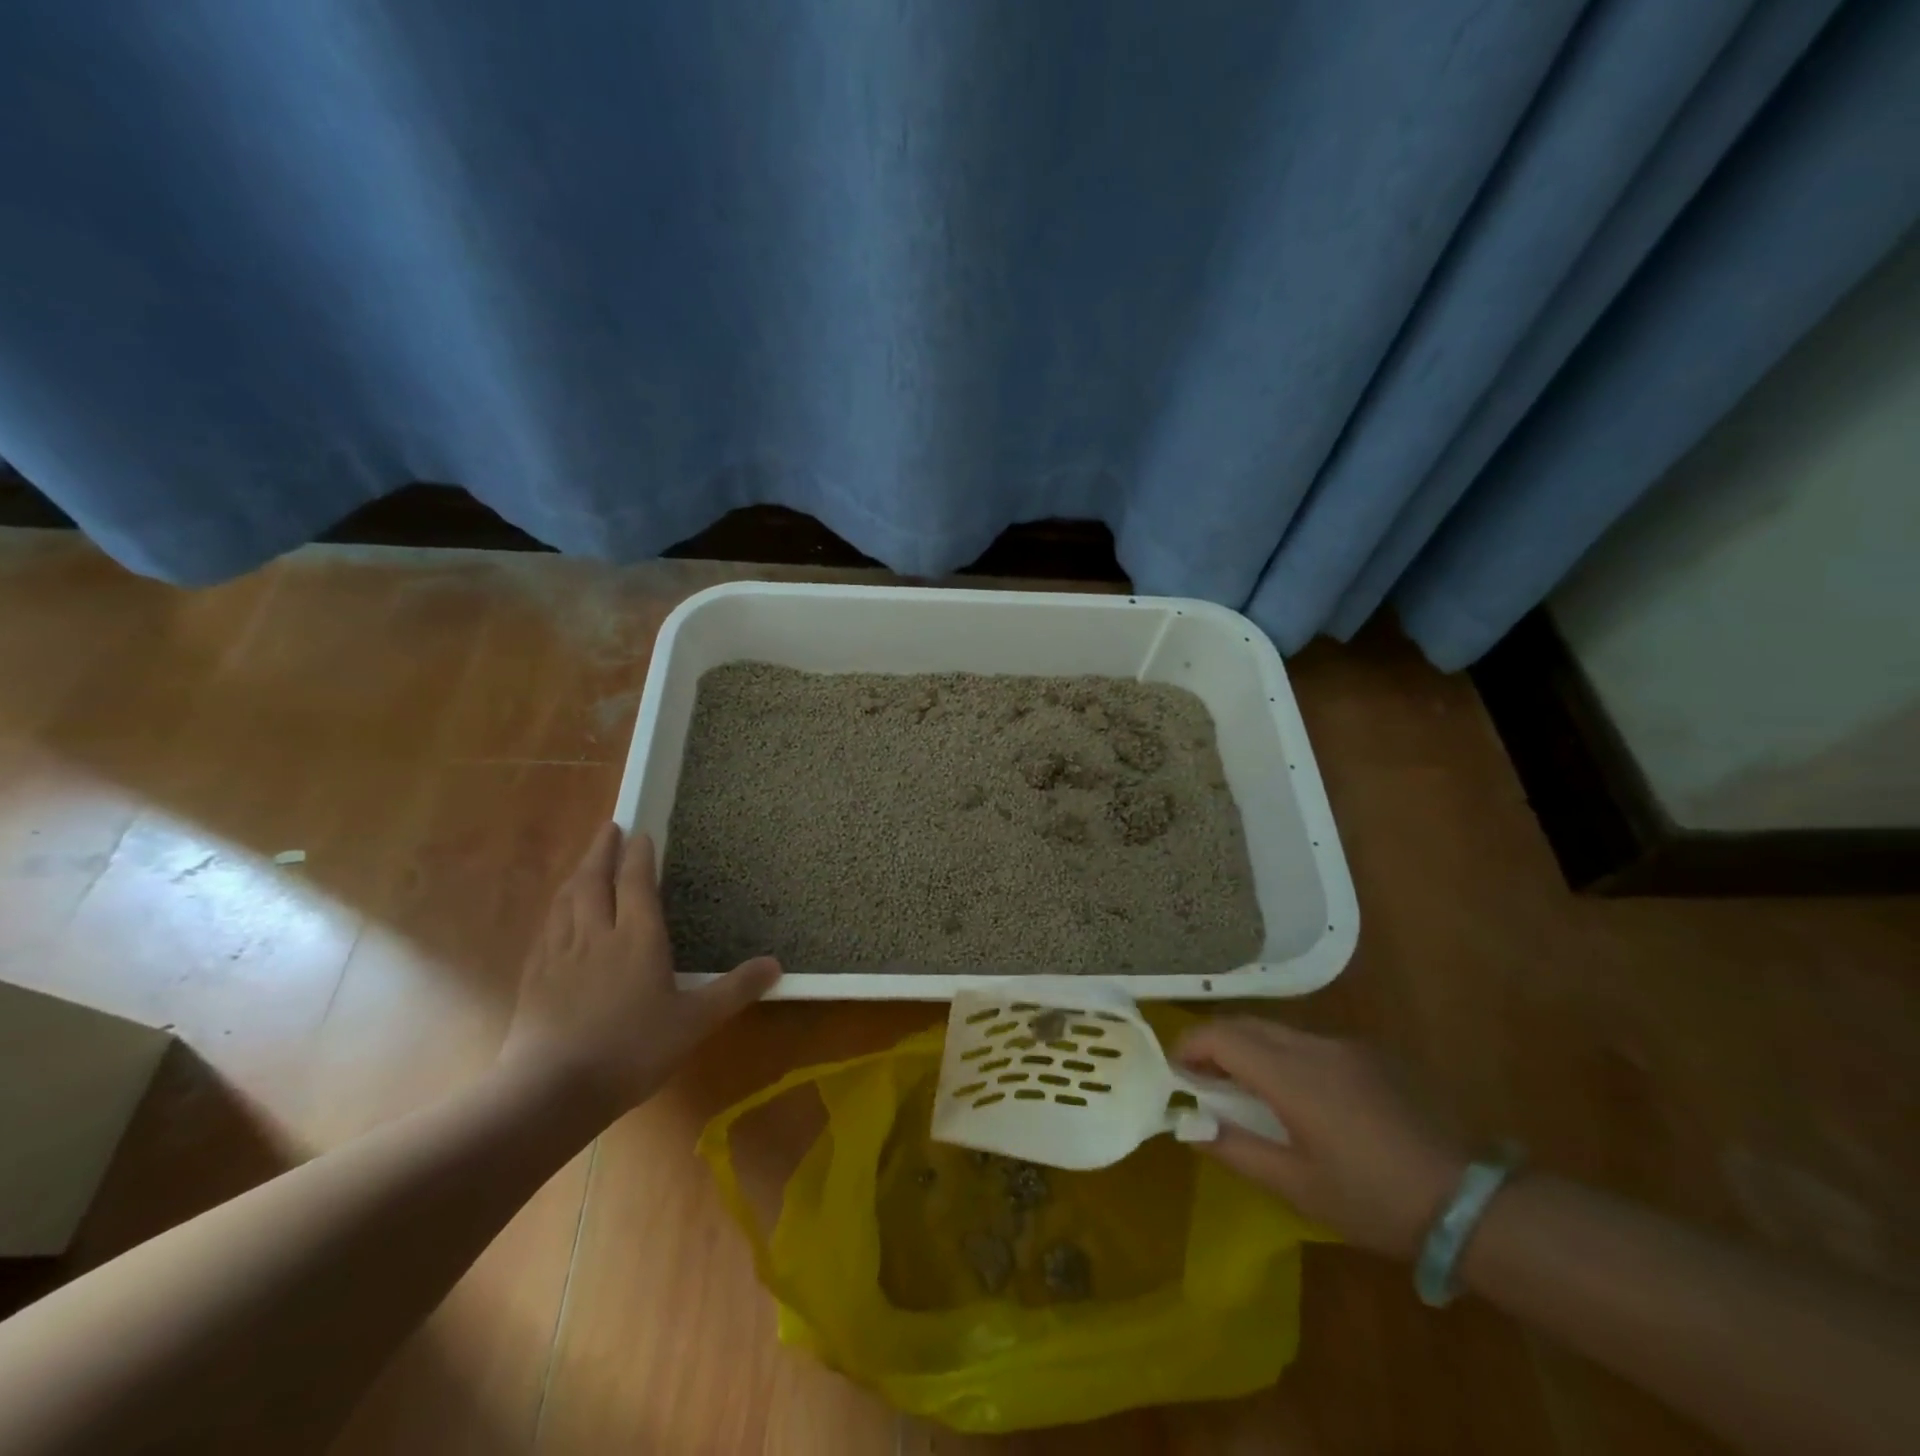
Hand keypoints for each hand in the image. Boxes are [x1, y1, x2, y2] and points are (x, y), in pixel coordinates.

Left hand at [501, 822, 780, 1116]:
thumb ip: (734, 990)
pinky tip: (556, 913)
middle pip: (595, 880)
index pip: (636, 883)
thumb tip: (776, 964)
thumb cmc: (632, 1051)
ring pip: (567, 899)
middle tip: (609, 827)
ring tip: (585, 861)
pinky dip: (555, 906)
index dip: (638, 855)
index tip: (640, 832)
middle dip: (602, 850)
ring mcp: (560, 953)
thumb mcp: (694, 1023)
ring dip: (577, 873)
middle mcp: (596, 934)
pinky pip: (547, 926)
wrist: (551, 1091)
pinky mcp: (534, 976)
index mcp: (637, 938)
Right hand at [1176, 1018, 1467, 1258]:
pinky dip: (1283, 1055)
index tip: (1177, 1073)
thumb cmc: (1372, 1199)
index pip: (1221, 1036)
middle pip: (1246, 1025)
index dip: (1190, 1047)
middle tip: (1201, 1079)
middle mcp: (1314, 1046)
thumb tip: (1191, 1126)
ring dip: (1249, 1048)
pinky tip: (1297, 1094)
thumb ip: (1235, 1150)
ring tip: (1244, 1088)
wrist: (1468, 1203)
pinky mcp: (1370, 1055)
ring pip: (1278, 1031)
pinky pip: (1309, 1043)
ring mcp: (1346, 1046)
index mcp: (1291, 1075)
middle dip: (1214, 1044)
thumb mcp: (1296, 1186)